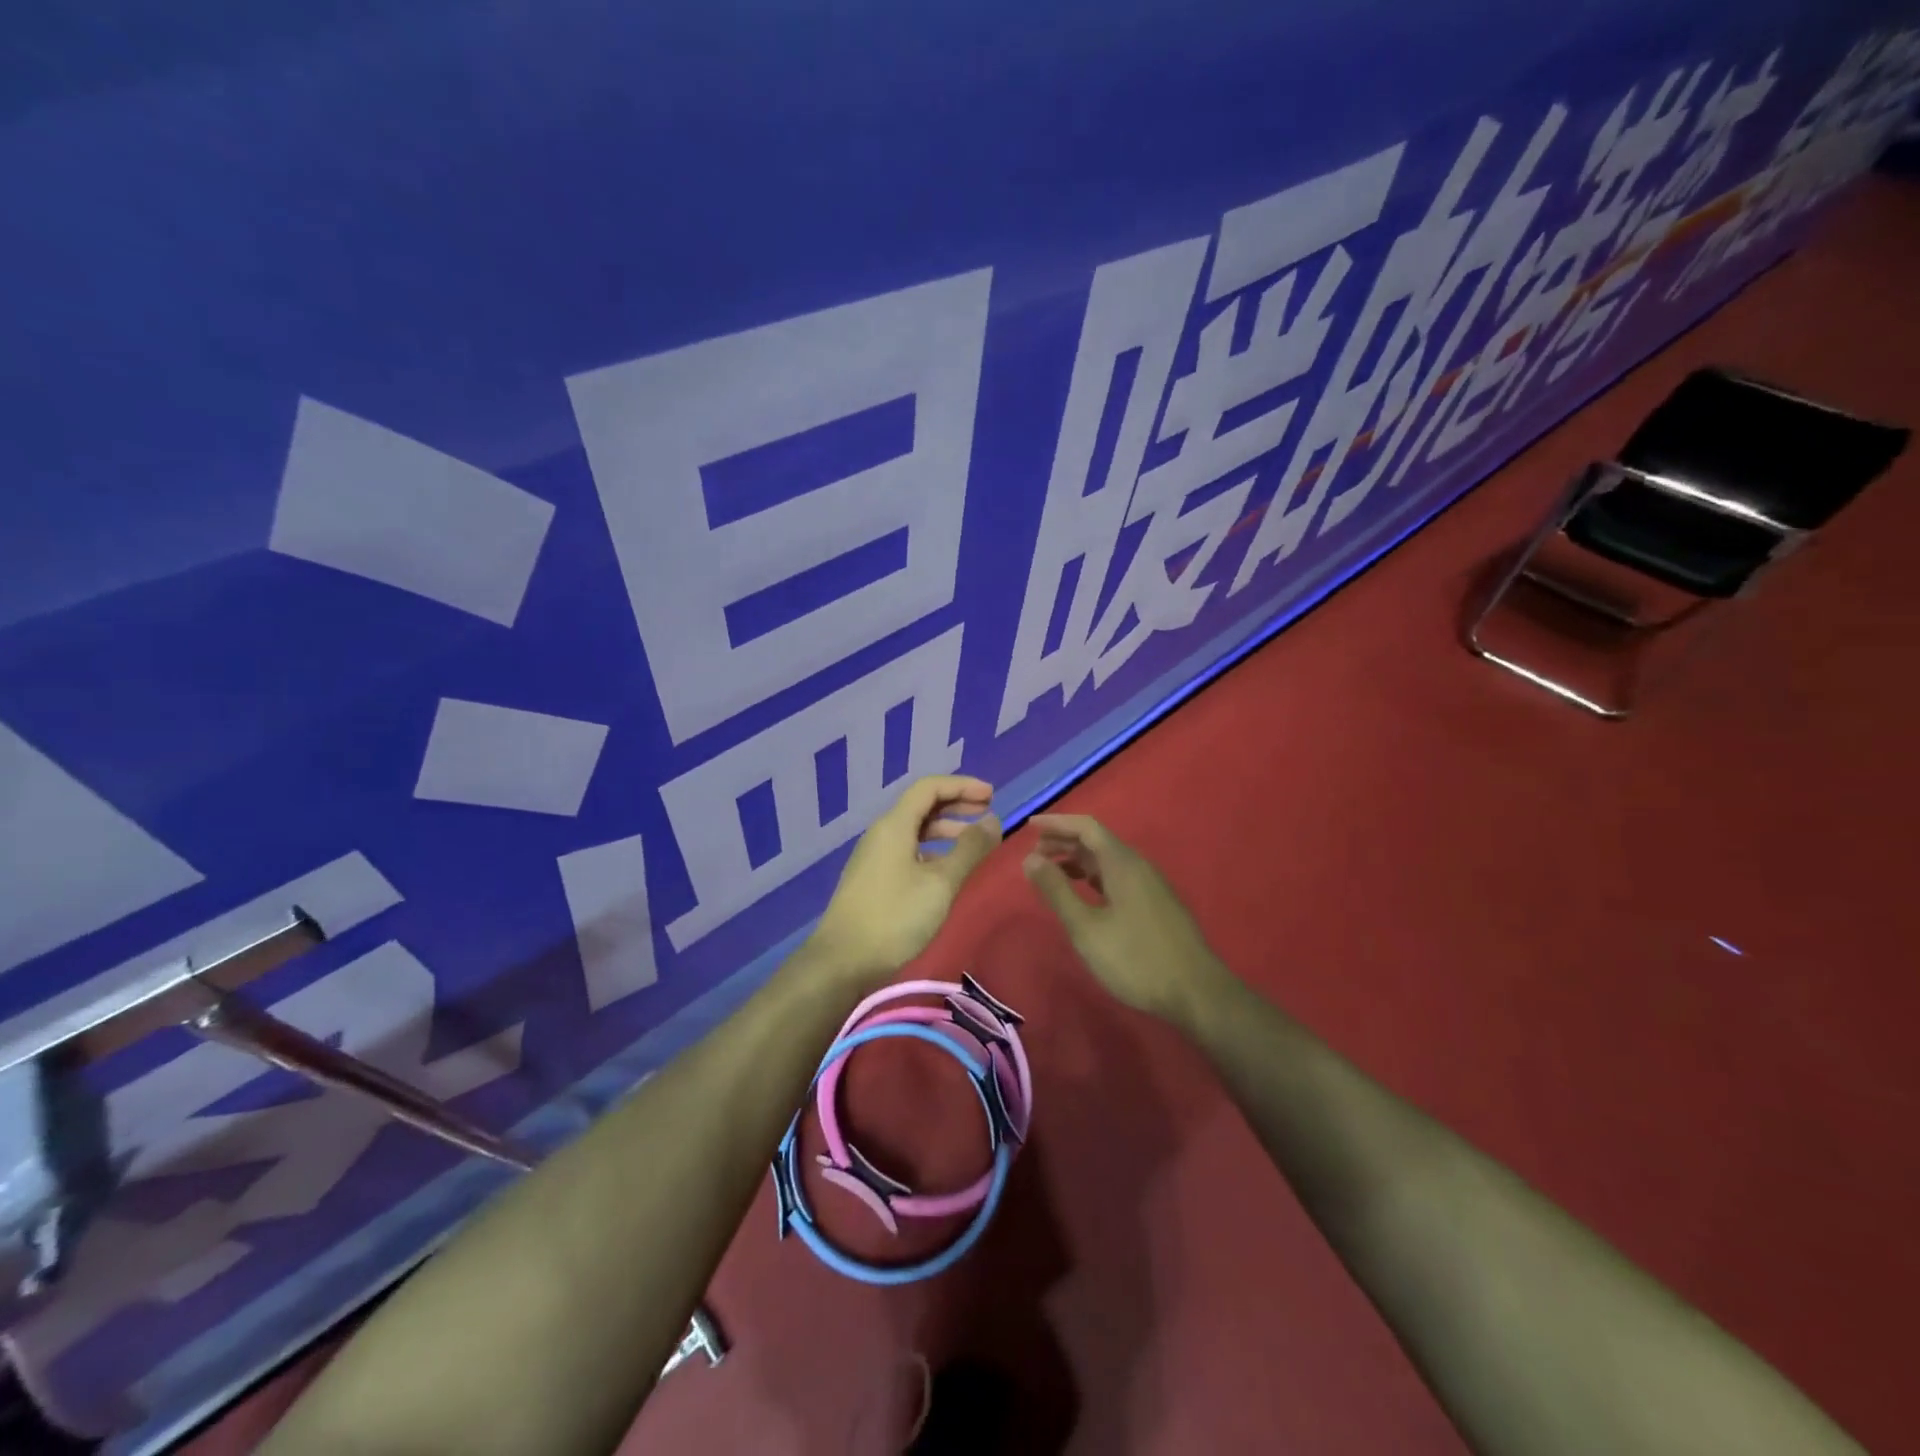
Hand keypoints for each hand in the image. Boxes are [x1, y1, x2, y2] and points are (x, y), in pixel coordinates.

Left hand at [808, 776, 1002, 985]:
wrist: (842, 961)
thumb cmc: (894, 917)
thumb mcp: (940, 883)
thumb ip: (969, 850)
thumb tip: (993, 821)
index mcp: (894, 825)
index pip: (929, 788)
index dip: (962, 785)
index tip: (992, 795)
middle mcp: (882, 833)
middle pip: (922, 806)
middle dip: (957, 804)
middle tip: (988, 811)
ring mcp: (875, 857)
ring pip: (915, 830)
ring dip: (946, 829)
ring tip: (975, 842)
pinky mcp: (874, 879)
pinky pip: (908, 850)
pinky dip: (933, 850)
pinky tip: (948, 869)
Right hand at [1023, 814, 1236, 1027]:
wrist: (1196, 993)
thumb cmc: (1136, 959)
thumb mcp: (1087, 928)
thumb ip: (1057, 891)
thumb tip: (1030, 859)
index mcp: (1123, 864)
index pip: (1087, 827)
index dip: (1057, 823)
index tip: (1029, 827)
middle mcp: (1138, 867)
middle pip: (1097, 842)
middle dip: (1064, 842)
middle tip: (1033, 855)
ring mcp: (1150, 886)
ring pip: (1108, 861)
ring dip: (1078, 861)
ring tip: (1051, 874)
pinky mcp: (1155, 905)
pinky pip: (1118, 877)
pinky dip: (1094, 877)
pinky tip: (1084, 895)